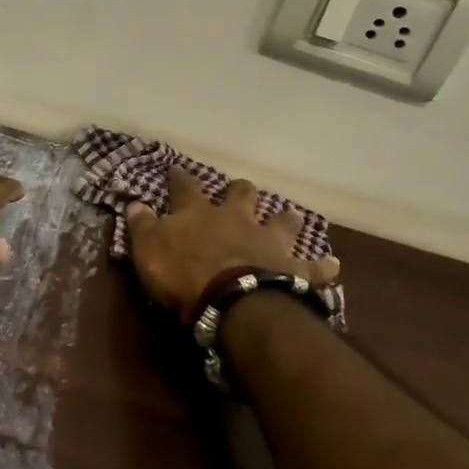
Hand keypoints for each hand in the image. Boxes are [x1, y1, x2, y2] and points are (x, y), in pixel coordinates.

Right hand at [126, 167, 339, 323]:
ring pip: (282, 221)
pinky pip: (312, 267)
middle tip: (240, 190)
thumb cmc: (183, 274)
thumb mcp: (148, 249)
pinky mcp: (292, 268)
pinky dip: (322, 267)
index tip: (177, 169)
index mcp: (198, 212)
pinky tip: (333, 265)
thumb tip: (134, 203)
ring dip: (286, 219)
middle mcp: (236, 218)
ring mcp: (267, 241)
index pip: (185, 187)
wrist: (231, 300)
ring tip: (291, 218)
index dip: (180, 178)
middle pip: (241, 194)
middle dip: (240, 190)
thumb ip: (142, 225)